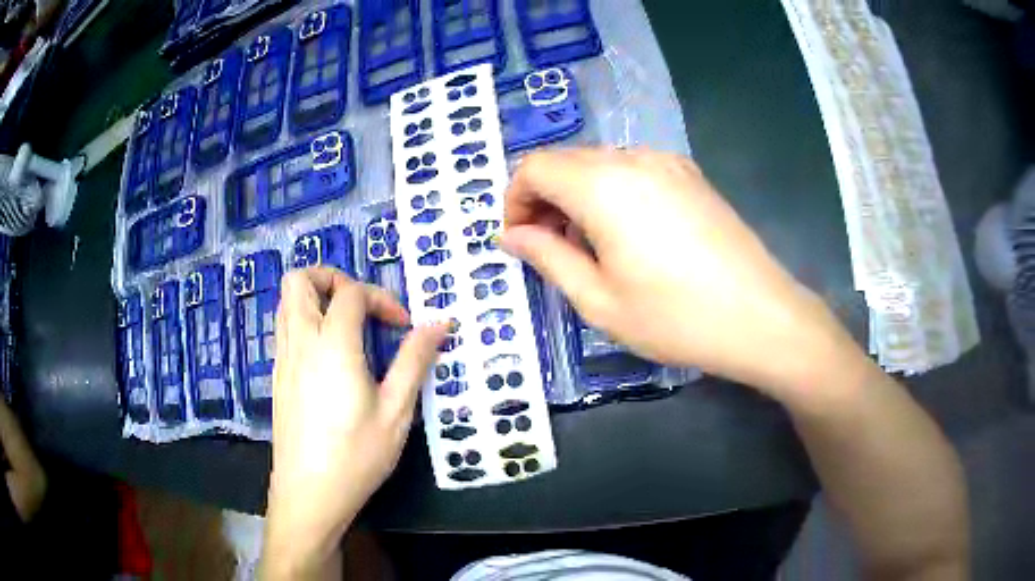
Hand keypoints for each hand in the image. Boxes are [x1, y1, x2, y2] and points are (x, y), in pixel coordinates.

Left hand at [262, 268, 446, 577]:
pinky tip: (329, 356)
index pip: (350, 293)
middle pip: (299, 280)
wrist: (309, 494)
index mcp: (332, 345)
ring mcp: (282, 359)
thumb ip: (415, 361)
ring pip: (286, 302)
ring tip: (347, 327)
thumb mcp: (396, 412)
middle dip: (332, 278)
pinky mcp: (277, 377)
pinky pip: (284, 328)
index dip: (381, 298)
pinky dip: (305, 322)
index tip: (403, 326)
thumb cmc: (356, 455)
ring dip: (316, 298)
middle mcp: (300, 342)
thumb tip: (439, 323)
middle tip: (362, 305)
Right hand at [502, 148, 854, 397]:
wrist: (761, 317)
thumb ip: (547, 257)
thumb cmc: (675, 317)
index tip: (519, 241)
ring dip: (578, 196)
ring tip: (591, 247)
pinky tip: (630, 234)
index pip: (534, 167)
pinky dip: (612, 192)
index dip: (515, 200)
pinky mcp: (691, 176)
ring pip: (600, 164)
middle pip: (566, 161)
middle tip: (550, 249)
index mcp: (603, 184)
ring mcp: (669, 162)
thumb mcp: (599, 300)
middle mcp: (634, 159)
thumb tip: (511, 235)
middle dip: (544, 199)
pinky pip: (633, 170)